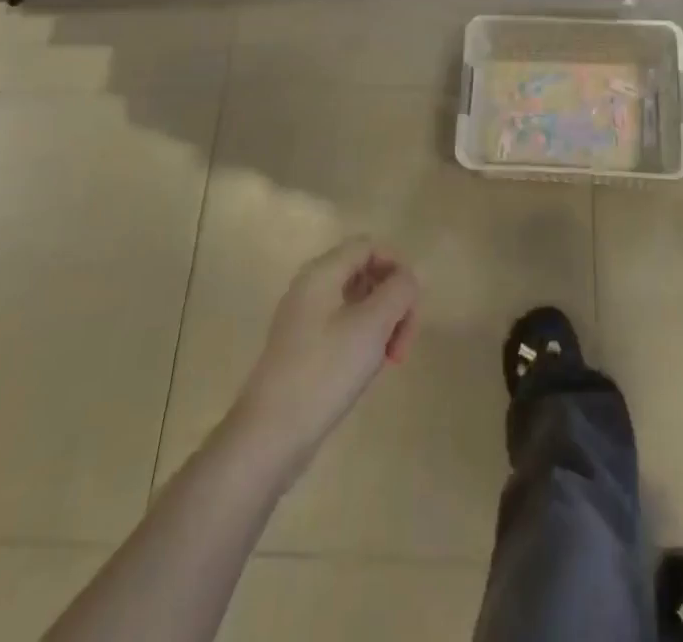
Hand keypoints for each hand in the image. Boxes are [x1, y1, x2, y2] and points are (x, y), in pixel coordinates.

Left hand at [230, 239, 418, 474]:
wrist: (270, 436)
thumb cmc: (324, 371)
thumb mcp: (372, 325)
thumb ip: (398, 291)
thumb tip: (408, 278)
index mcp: (322, 272)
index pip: (369, 246)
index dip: (396, 266)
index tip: (412, 304)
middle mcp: (310, 287)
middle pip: (365, 274)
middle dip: (393, 302)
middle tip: (403, 342)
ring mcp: (304, 319)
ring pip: (357, 304)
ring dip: (381, 324)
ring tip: (389, 359)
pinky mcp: (303, 348)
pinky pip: (343, 327)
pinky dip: (364, 340)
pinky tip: (369, 369)